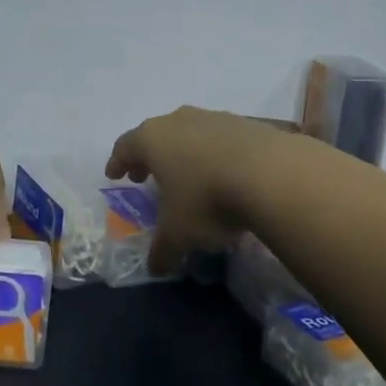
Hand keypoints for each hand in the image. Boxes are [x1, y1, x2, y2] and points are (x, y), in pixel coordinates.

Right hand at [106, 107, 291, 277]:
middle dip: (149, 156)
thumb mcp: (179, 233)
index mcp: (152, 139)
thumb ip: (163, 249)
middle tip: (146, 175)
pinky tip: (224, 174)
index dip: (118, 162)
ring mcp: (214, 118)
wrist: (271, 174)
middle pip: (156, 135)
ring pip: (189, 133)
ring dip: (184, 153)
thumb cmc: (207, 199)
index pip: (125, 146)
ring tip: (188, 176)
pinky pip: (220, 139)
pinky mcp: (246, 124)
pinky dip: (214, 154)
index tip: (114, 175)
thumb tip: (155, 267)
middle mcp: (179, 120)